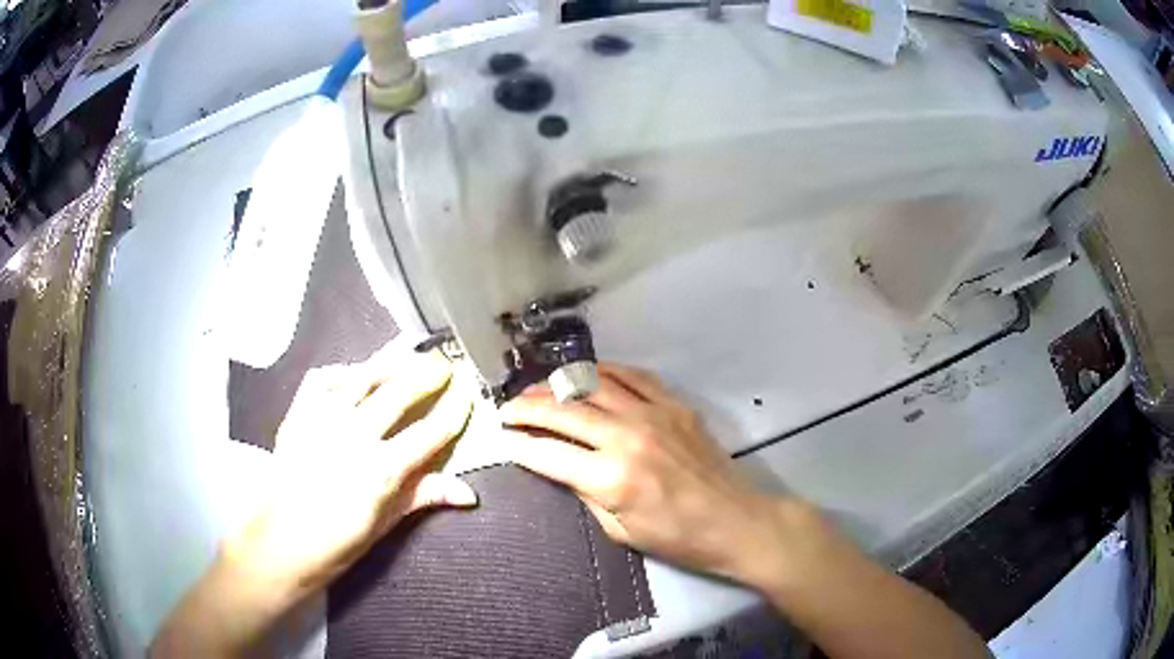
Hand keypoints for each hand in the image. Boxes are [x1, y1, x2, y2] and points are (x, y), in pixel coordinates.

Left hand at [231, 345, 476, 595]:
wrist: (280, 541)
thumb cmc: (337, 543)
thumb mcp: (385, 526)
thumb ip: (423, 497)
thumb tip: (469, 493)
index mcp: (381, 471)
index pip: (428, 434)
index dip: (452, 412)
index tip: (467, 395)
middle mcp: (353, 437)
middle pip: (397, 395)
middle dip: (426, 375)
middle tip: (443, 363)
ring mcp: (322, 421)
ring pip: (361, 378)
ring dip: (389, 363)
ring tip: (408, 352)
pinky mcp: (298, 414)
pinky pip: (321, 379)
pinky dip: (341, 371)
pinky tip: (354, 373)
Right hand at [500, 363, 806, 586]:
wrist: (734, 520)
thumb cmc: (676, 537)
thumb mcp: (619, 529)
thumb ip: (584, 492)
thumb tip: (557, 464)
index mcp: (612, 478)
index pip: (549, 453)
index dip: (520, 444)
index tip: (503, 437)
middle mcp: (628, 437)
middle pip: (564, 411)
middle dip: (528, 407)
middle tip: (507, 407)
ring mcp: (654, 414)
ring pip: (593, 384)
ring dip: (558, 384)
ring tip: (538, 388)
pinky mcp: (674, 404)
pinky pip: (632, 376)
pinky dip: (604, 371)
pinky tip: (588, 374)